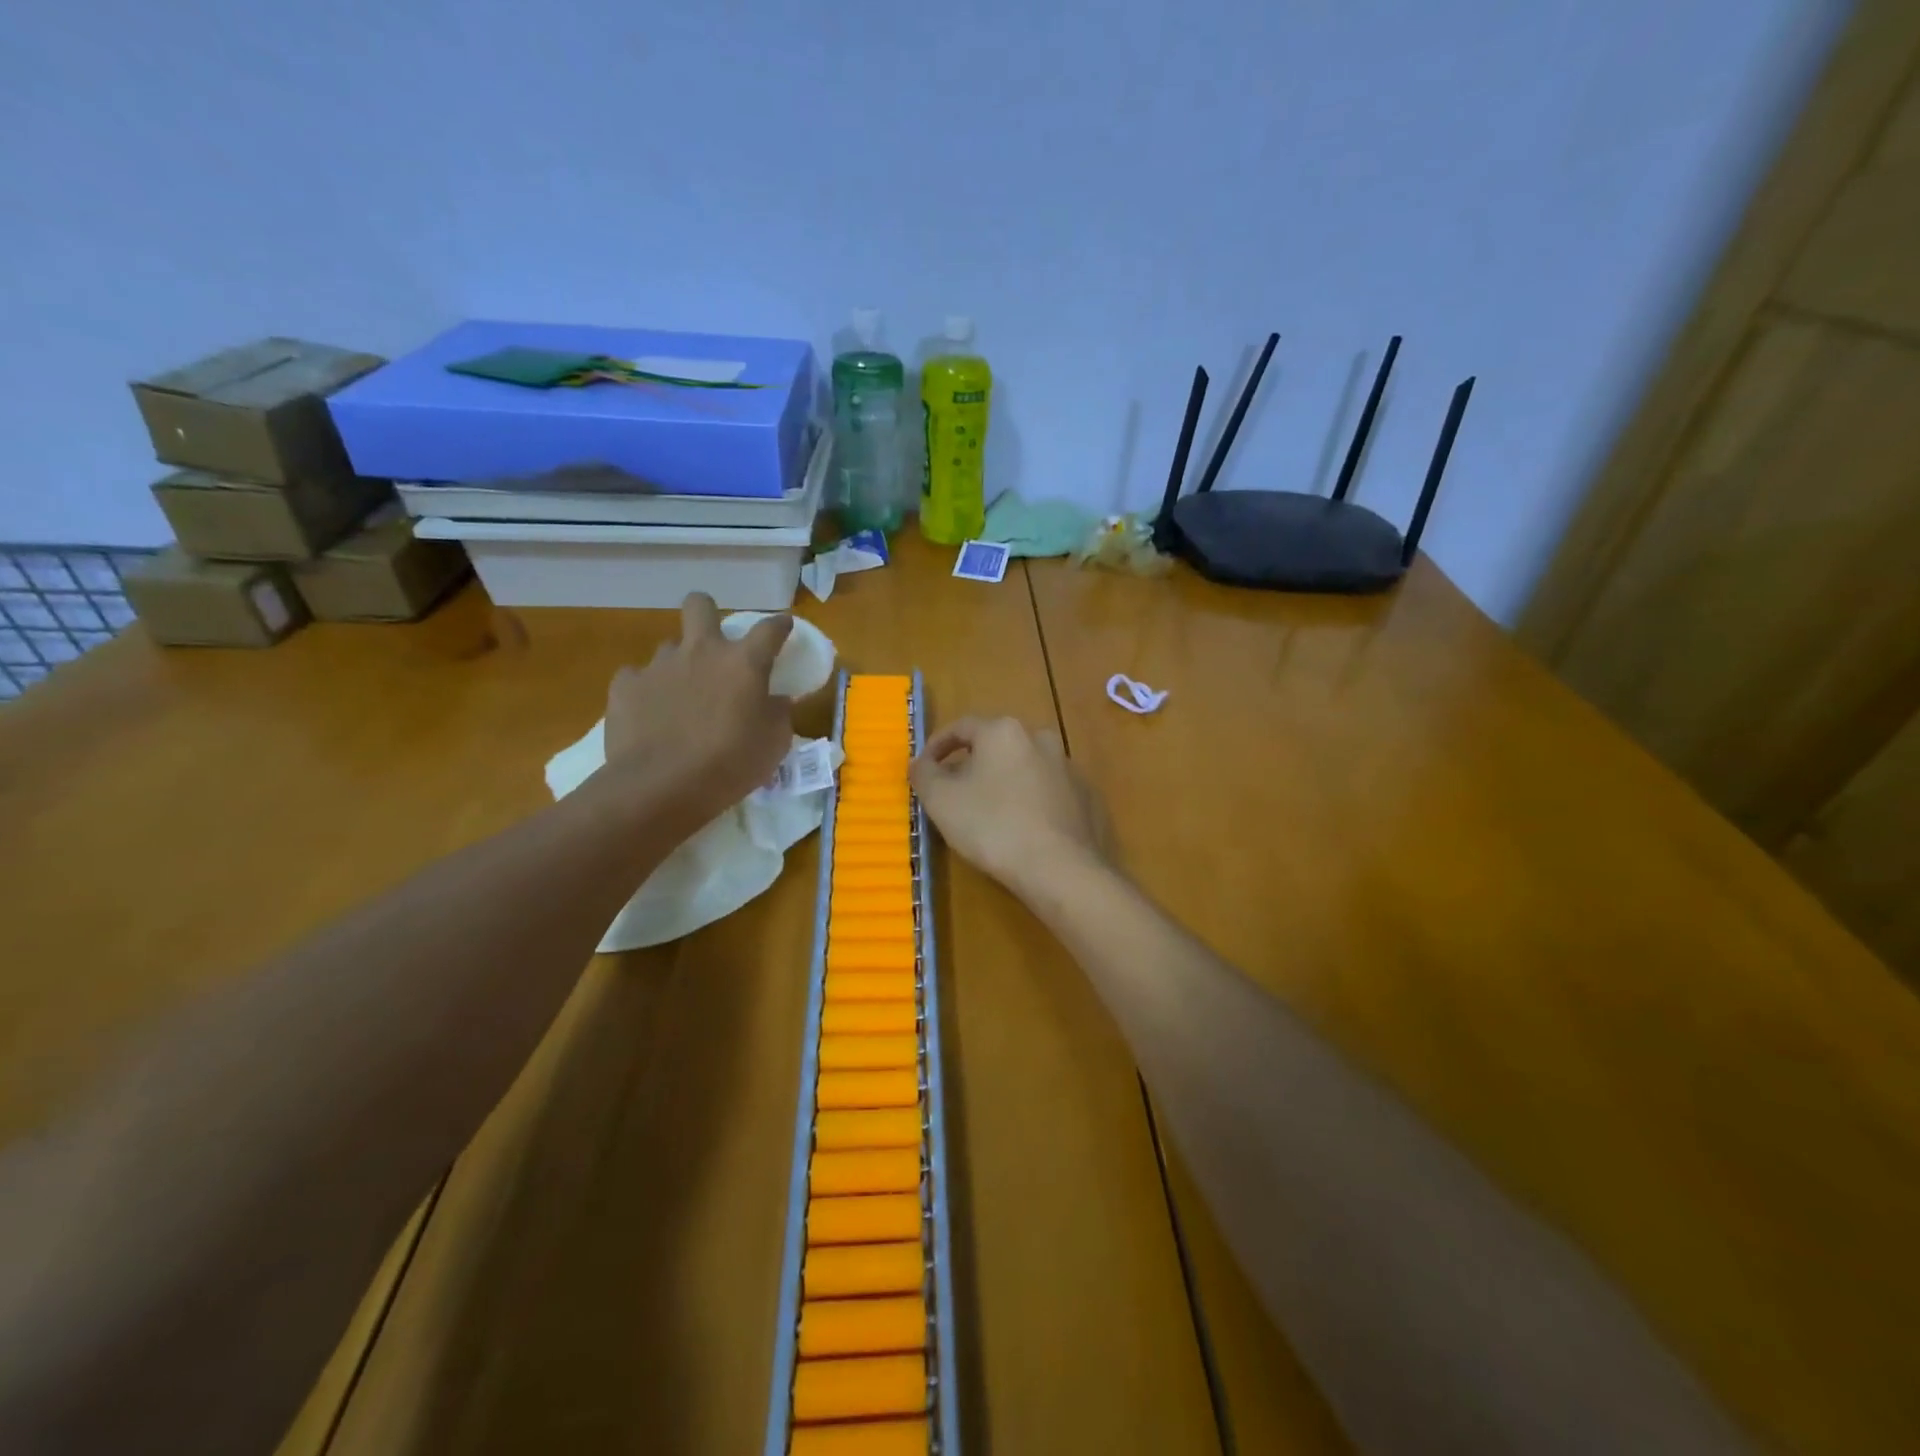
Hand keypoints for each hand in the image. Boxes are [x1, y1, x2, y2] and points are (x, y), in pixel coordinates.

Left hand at [602, 593, 794, 831]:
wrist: (661, 786)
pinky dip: (646, 691)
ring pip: (669, 647)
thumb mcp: (774, 743)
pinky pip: (636, 678)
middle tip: (714, 643)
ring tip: (681, 697)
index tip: (783, 626)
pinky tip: (650, 714)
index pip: (769, 629)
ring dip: (679, 664)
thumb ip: (778, 713)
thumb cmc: (731, 764)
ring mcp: (659, 666)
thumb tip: (776, 699)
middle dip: (707, 612)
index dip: (779, 625)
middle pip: (700, 605)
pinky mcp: (625, 686)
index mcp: (743, 662)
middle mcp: (700, 651)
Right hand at [910, 716, 1105, 891]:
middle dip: (973, 765)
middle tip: (955, 792)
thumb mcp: (941, 800)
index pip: (962, 727)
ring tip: (989, 813)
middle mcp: (1040, 738)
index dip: (937, 746)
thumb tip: (920, 762)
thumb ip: (924, 774)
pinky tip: (1022, 829)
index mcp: (1004, 731)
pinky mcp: (1087, 797)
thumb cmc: (992, 826)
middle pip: (996, 746)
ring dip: (1004, 782)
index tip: (924, 768)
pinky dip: (1030, 802)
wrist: (1060, 868)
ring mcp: (1068, 768)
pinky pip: (1048, 793)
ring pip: (1024, 768)